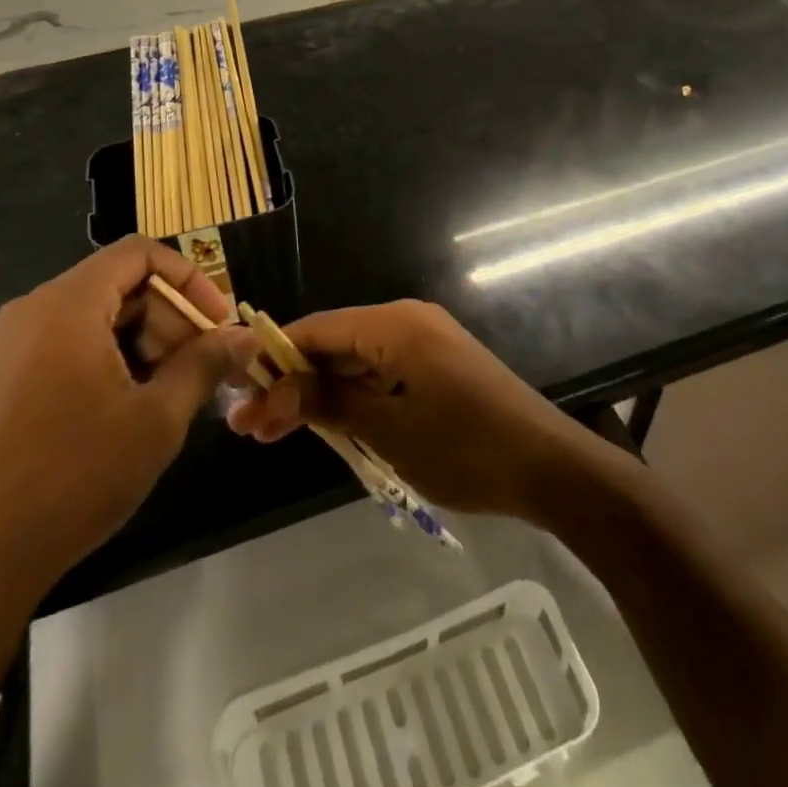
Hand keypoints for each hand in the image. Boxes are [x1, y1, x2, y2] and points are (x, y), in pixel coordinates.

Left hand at [0, 237, 256, 701]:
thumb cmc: (75, 477)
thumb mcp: (157, 418)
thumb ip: (205, 364)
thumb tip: (245, 337)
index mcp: (68, 304)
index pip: (140, 253)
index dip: (189, 278)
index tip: (218, 322)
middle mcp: (36, 309)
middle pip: (122, 284)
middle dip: (171, 317)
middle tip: (203, 365)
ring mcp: (17, 344)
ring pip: (100, 315)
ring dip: (147, 341)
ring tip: (175, 391)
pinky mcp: (10, 376)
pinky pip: (74, 342)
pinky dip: (114, 357)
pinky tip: (136, 405)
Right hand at [227, 300, 617, 521]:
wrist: (549, 466)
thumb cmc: (464, 448)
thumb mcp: (386, 430)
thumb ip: (327, 404)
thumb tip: (271, 392)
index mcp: (393, 324)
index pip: (316, 329)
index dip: (274, 360)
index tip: (238, 394)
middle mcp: (406, 320)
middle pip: (333, 344)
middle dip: (293, 383)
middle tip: (251, 428)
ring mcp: (424, 341)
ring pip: (355, 360)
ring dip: (320, 394)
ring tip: (277, 433)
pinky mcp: (436, 364)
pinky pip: (380, 371)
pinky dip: (353, 396)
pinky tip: (328, 426)